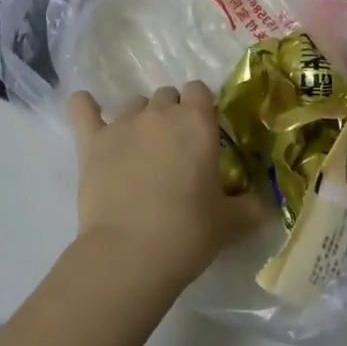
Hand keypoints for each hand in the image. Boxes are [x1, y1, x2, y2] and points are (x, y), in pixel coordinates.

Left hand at [67, 82, 263, 289]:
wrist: (130, 254)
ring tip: (139, 149)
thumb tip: (264, 206)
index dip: (200, 108)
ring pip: (133, 103)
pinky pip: (83, 110)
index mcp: (197, 122)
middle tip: (173, 149)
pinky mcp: (91, 142)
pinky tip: (85, 106)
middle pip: (167, 95)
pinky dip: (84, 107)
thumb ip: (249, 207)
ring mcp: (123, 124)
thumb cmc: (188, 233)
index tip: (202, 134)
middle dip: (171, 114)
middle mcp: (160, 113)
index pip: (199, 90)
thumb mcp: (229, 223)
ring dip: (139, 118)